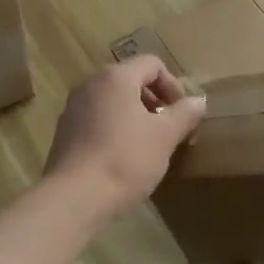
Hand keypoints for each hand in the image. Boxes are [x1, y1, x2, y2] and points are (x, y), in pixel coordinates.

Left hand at [44, 55, 205, 218]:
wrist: (75, 198)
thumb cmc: (126, 159)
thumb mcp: (165, 136)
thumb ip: (184, 114)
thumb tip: (198, 101)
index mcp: (115, 77)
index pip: (152, 64)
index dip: (173, 85)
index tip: (182, 114)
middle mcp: (90, 84)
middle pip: (131, 80)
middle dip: (155, 101)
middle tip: (169, 129)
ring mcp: (73, 108)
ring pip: (113, 101)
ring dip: (136, 116)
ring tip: (149, 145)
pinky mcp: (64, 132)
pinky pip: (97, 119)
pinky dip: (115, 129)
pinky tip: (123, 158)